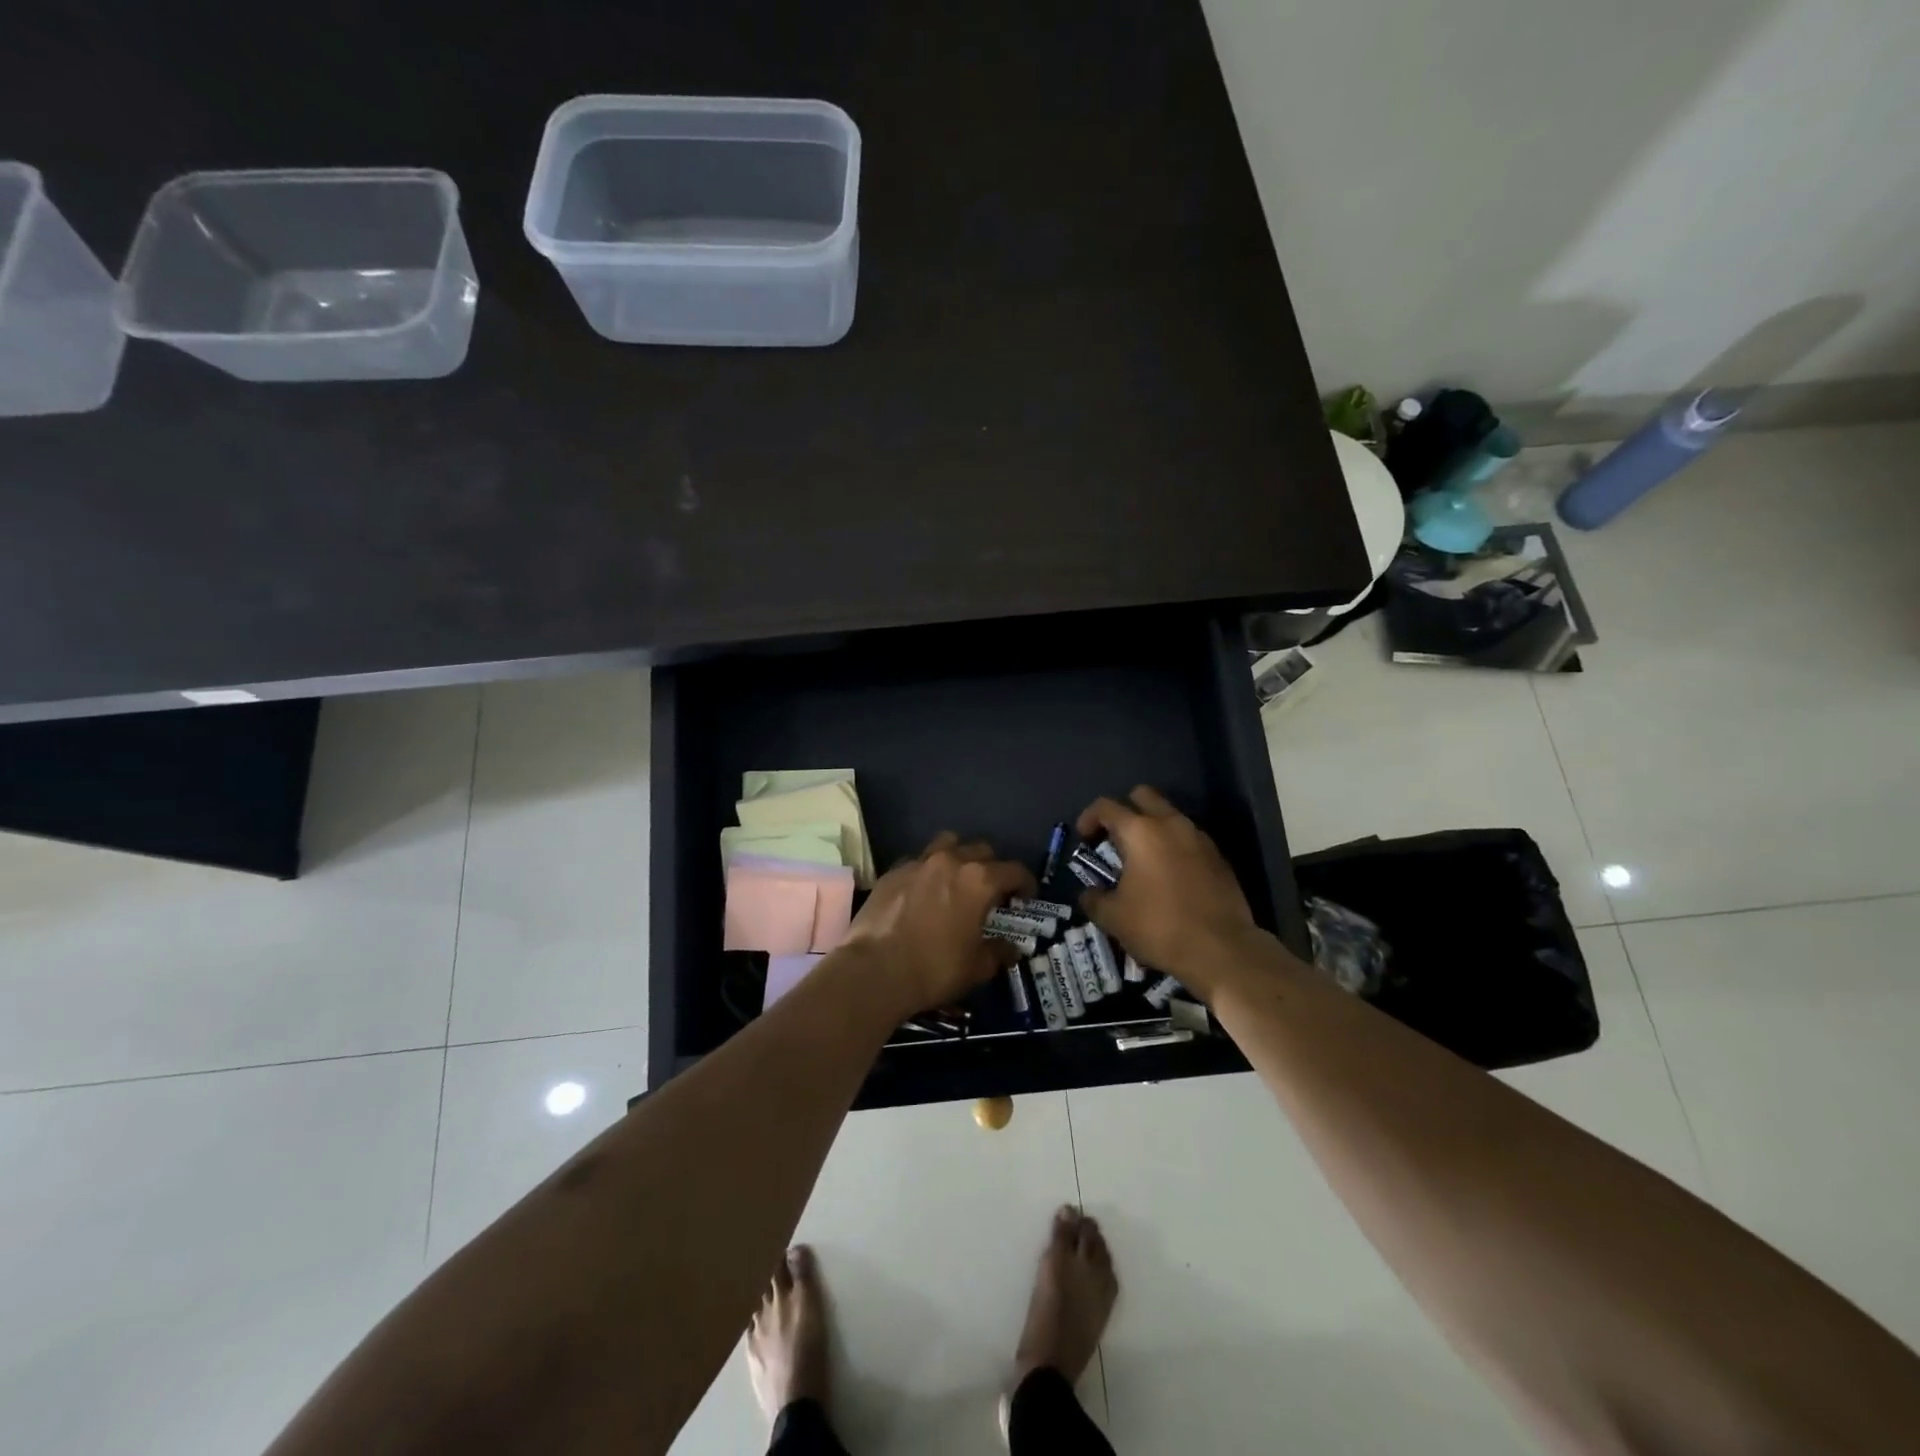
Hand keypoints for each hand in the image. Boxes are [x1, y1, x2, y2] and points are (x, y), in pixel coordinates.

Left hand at [837, 832, 1036, 1018]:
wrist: (874, 970)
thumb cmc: (934, 969)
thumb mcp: (977, 968)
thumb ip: (998, 952)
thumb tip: (1011, 948)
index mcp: (980, 880)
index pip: (1014, 870)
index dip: (1025, 884)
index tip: (1025, 898)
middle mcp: (951, 861)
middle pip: (982, 850)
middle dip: (992, 868)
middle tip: (990, 893)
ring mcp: (919, 862)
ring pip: (947, 844)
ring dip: (958, 857)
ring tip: (956, 881)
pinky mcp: (892, 871)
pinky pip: (918, 861)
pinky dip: (927, 871)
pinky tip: (923, 892)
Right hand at [1075, 786, 1273, 1000]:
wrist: (1222, 949)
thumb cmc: (1159, 927)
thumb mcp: (1113, 918)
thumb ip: (1094, 899)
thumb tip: (1088, 893)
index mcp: (1140, 832)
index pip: (1106, 806)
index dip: (1089, 817)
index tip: (1084, 839)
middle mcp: (1170, 824)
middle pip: (1143, 796)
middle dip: (1125, 810)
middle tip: (1115, 839)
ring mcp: (1198, 838)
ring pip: (1170, 815)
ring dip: (1152, 828)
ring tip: (1142, 859)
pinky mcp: (1218, 856)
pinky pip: (1188, 838)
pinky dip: (1174, 846)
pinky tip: (1169, 875)